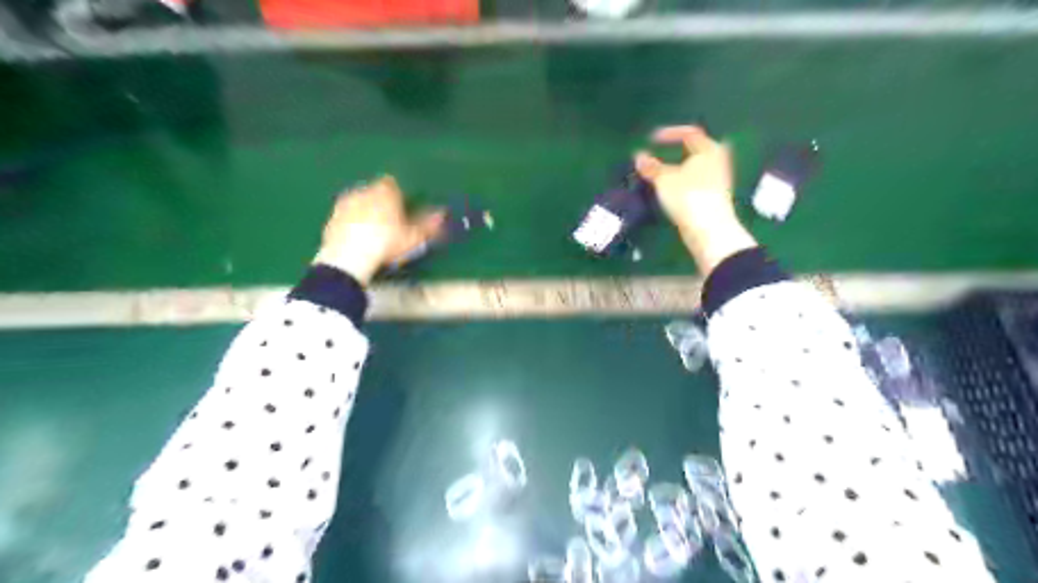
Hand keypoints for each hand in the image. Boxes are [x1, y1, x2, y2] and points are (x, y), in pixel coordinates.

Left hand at [316, 177, 445, 285]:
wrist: (349, 257)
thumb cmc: (387, 243)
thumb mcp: (414, 237)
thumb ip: (429, 224)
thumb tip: (443, 214)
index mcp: (384, 191)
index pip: (392, 184)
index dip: (398, 195)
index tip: (403, 208)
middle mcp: (363, 191)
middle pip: (374, 192)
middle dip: (381, 202)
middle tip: (391, 222)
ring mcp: (345, 204)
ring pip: (359, 203)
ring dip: (366, 212)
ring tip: (374, 232)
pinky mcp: (332, 219)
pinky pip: (346, 217)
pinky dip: (352, 224)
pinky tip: (358, 239)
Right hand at [633, 126, 755, 274]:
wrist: (709, 230)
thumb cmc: (688, 197)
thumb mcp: (663, 180)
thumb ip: (651, 167)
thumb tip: (638, 156)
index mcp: (708, 149)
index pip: (690, 133)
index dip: (669, 134)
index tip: (652, 140)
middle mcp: (718, 161)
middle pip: (696, 150)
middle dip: (677, 152)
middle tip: (660, 156)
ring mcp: (719, 180)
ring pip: (696, 168)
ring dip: (679, 169)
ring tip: (661, 176)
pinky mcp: (715, 198)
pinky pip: (696, 183)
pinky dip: (683, 182)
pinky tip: (671, 191)